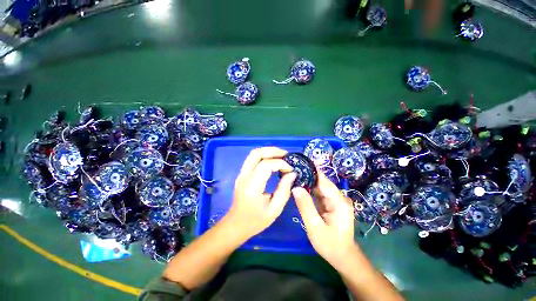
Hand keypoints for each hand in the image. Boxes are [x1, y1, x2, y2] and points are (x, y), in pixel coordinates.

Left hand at [225, 147, 296, 238]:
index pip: (266, 166)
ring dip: (268, 152)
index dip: (280, 164)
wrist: (235, 225)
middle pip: (257, 153)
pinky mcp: (242, 174)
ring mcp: (241, 174)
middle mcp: (244, 176)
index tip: (291, 170)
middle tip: (287, 156)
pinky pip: (253, 159)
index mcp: (252, 186)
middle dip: (273, 151)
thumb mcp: (274, 209)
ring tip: (282, 156)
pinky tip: (273, 161)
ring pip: (254, 154)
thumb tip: (292, 174)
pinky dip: (264, 156)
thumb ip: (284, 190)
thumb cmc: (255, 221)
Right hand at [293, 170, 355, 268]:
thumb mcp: (315, 227)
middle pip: (322, 182)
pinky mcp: (331, 203)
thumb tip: (295, 187)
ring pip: (320, 186)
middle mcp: (339, 197)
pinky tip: (301, 185)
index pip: (324, 181)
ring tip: (294, 174)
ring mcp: (336, 200)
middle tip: (293, 169)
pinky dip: (310, 189)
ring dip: (308, 181)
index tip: (300, 163)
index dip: (312, 171)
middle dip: (308, 175)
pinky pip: (319, 192)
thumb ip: (305, 206)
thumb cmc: (330, 244)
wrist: (343, 257)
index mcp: (339, 202)